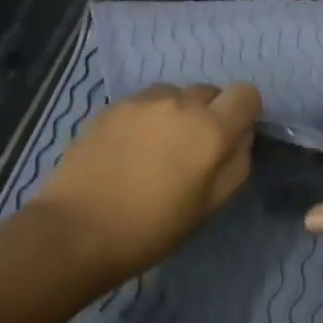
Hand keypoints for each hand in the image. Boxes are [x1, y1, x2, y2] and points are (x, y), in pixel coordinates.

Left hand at [29, 81, 262, 279]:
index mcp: (211, 129)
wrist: (77, 230)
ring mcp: (142, 101)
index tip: (231, 137)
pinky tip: (127, 150)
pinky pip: (143, 103)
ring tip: (156, 148)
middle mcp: (180, 103)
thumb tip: (240, 137)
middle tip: (190, 151)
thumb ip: (236, 164)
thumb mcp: (210, 207)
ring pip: (174, 94)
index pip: (246, 93)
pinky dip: (145, 118)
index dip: (243, 113)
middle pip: (210, 92)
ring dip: (176, 113)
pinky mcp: (111, 106)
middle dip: (209, 114)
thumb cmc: (152, 229)